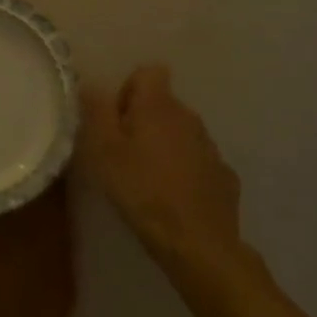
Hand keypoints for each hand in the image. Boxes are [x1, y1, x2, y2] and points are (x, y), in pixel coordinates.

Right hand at [80, 65, 240, 266]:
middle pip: (163, 103)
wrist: (199, 244)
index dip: (129, 89)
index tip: (116, 120)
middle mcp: (189, 116)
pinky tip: (174, 197)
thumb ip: (96, 111)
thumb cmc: (143, 191)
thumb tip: (92, 84)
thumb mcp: (104, 150)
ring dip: (165, 145)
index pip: (148, 72)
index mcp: (159, 105)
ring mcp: (210, 146)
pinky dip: (185, 170)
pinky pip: (198, 160)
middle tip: (124, 154)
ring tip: (148, 178)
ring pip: (181, 132)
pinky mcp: (224, 175)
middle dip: (143, 120)